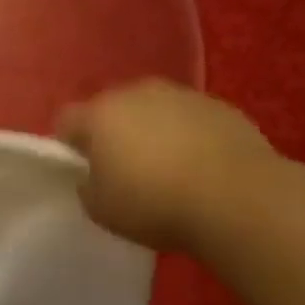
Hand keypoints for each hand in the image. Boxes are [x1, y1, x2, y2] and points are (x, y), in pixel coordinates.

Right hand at [59, 79, 280, 253]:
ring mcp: (181, 95)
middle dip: (115, 134)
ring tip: (170, 170)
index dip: (70, 145)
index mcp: (99, 115)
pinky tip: (204, 168)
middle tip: (127, 172)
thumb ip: (87, 188)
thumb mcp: (102, 211)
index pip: (66, 120)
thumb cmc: (156, 204)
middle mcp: (136, 93)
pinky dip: (190, 137)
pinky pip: (191, 119)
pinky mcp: (219, 106)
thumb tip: (93, 177)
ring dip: (154, 132)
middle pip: (112, 109)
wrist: (238, 198)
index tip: (84, 171)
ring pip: (154, 110)